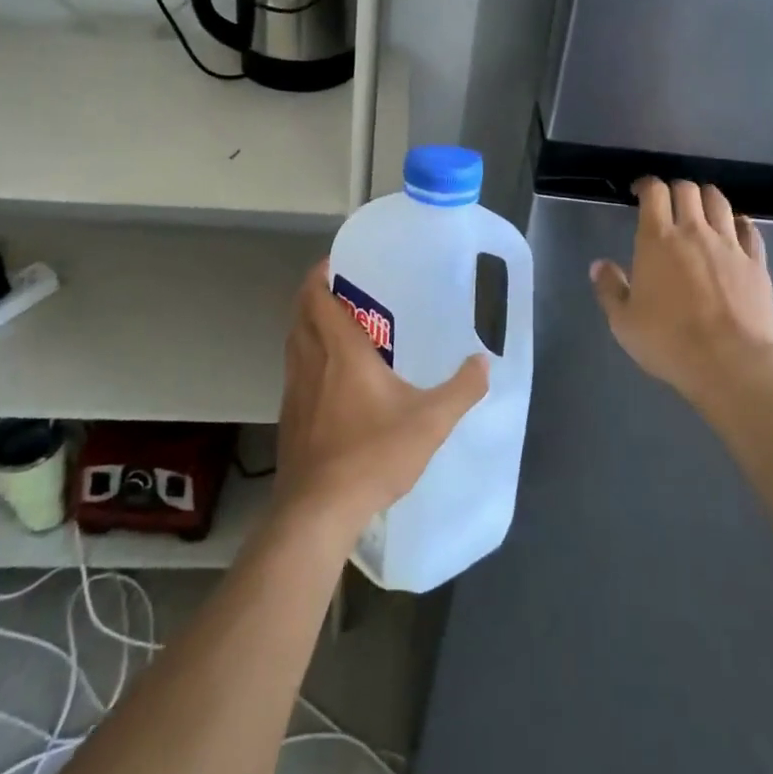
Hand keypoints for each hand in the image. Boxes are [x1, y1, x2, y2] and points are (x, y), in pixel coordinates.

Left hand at [274, 261, 489, 535]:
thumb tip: (484, 362)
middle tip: (345, 291)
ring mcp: (294, 390)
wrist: (318, 510)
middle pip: (300, 313)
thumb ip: (462, 389)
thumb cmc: (373, 454)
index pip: (316, 296)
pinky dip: (307, 357)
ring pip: (294, 342)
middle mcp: (311, 361)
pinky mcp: (288, 417)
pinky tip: (330, 379)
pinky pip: (294, 370)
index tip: (337, 262)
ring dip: (309, 325)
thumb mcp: (430, 422)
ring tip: (339, 327)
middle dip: (315, 294)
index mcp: (340, 350)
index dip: (320, 273)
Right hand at [590, 178, 772, 401]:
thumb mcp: (623, 321)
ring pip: (720, 202)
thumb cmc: (668, 341)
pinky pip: (750, 230)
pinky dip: (739, 223)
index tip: (639, 192)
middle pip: (688, 190)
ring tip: (701, 208)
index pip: (654, 192)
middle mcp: (694, 232)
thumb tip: (599, 265)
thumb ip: (609, 288)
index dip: (646, 185)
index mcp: (658, 239)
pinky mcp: (756, 263)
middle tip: (668, 203)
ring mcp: (730, 245)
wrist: (729, 362)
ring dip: (707, 198)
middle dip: (675, 189)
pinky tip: (736, 229)